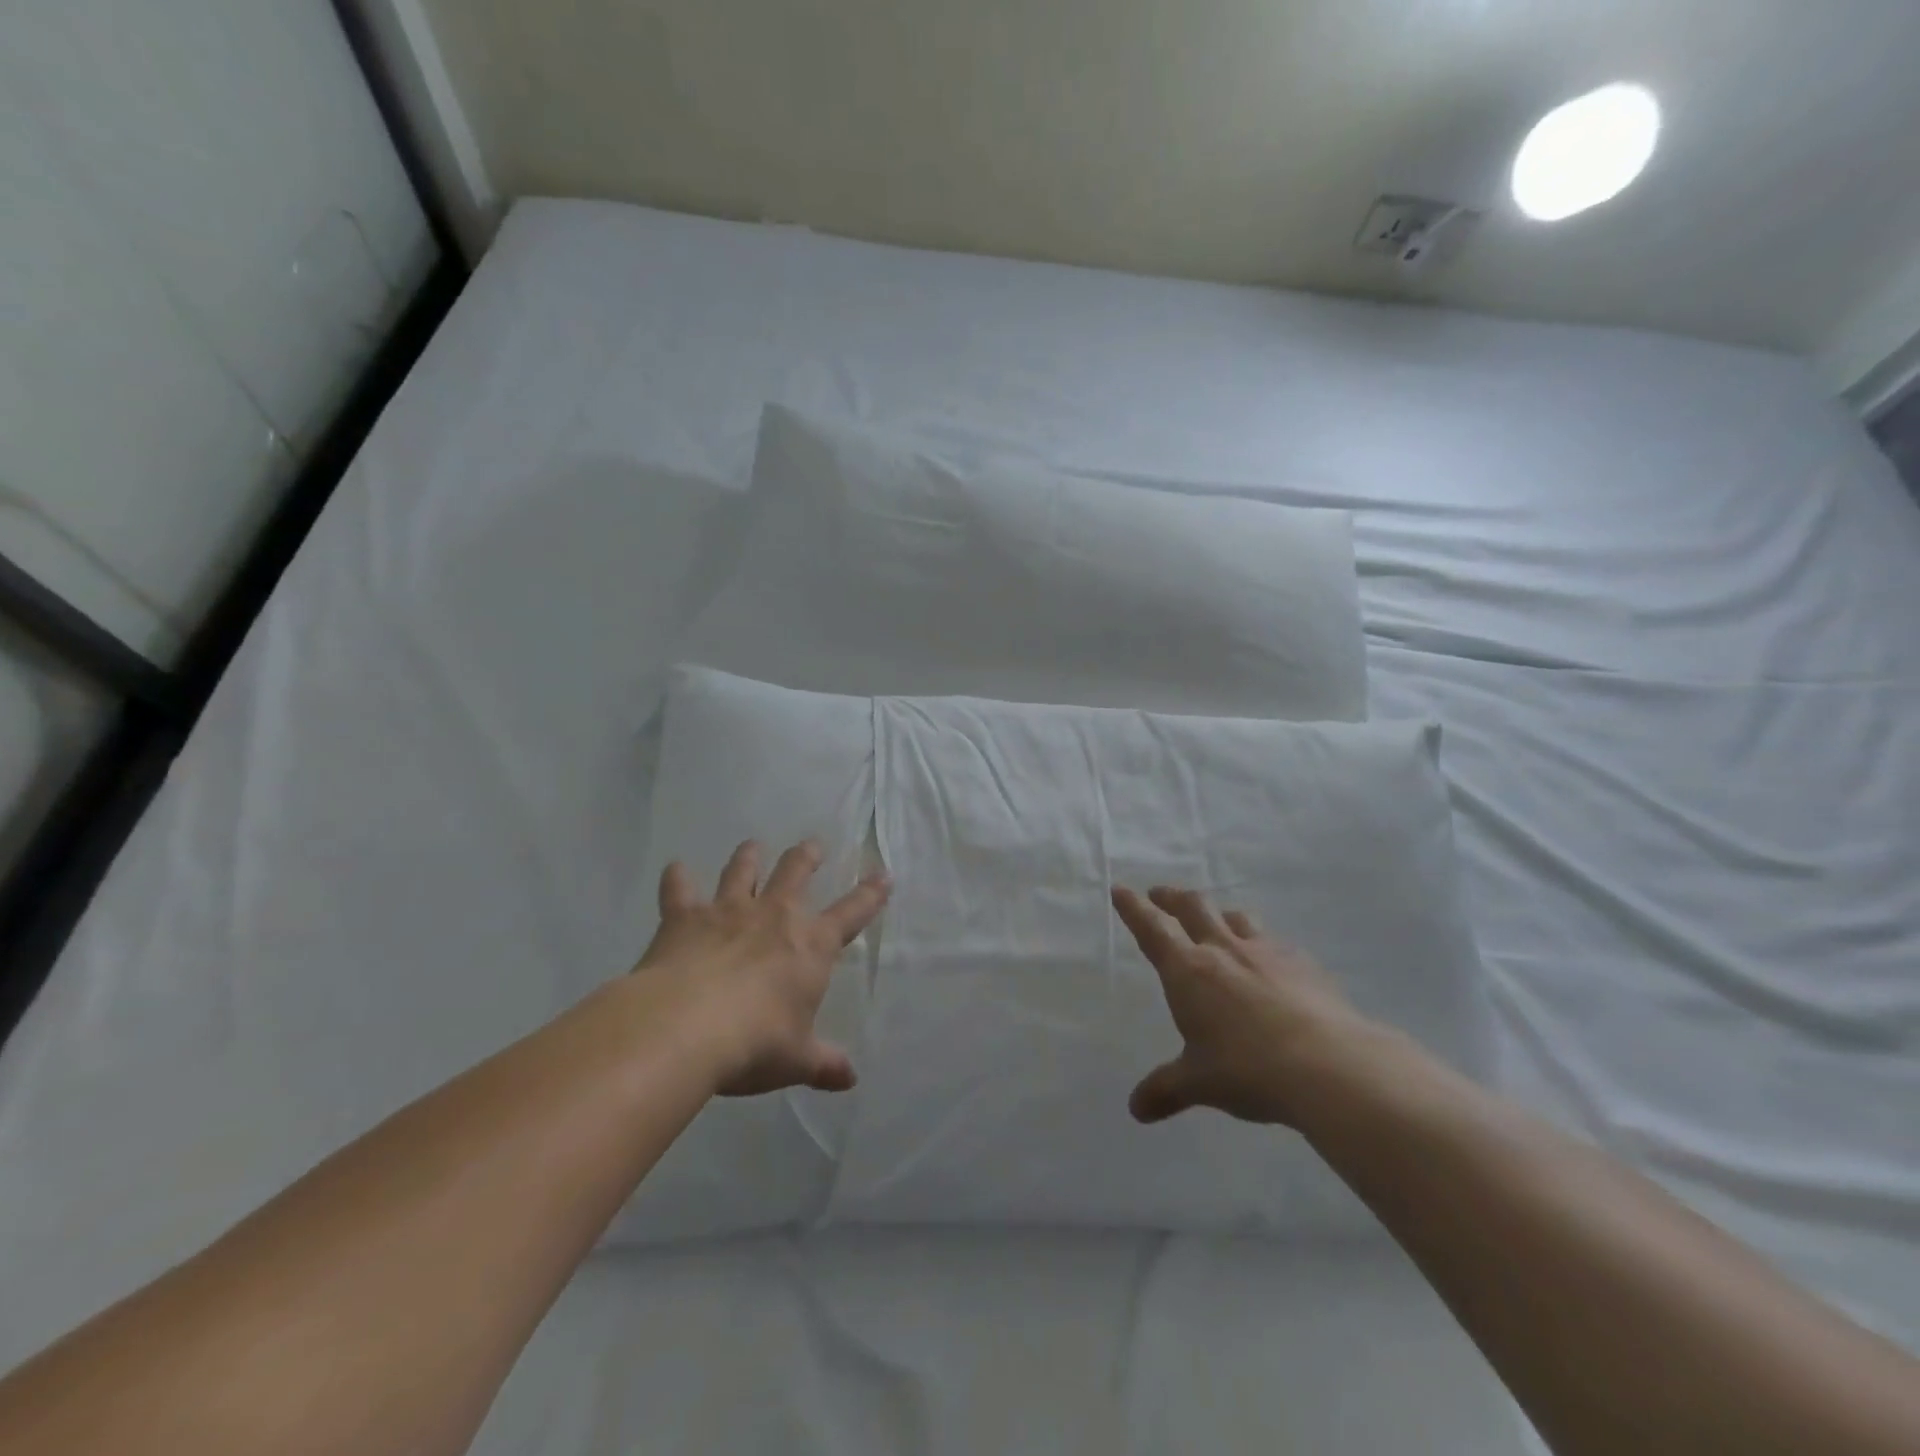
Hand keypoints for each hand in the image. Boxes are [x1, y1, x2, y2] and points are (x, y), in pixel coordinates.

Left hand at [637, 839, 889, 1097]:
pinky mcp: (685, 917)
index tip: (884, 874)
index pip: (853, 912)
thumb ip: (824, 1064)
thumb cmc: (754, 1043)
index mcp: (811, 944)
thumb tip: (849, 1079)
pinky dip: (677, 878)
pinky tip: (676, 868)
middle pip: (796, 872)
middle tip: (812, 846)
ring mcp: (728, 910)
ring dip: (749, 856)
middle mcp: (774, 915)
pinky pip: (680, 890)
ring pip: (742, 870)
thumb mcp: (796, 1060)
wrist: (685, 1027)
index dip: (871, 894)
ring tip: (752, 845)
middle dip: (807, 857)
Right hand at [1112, 884, 1374, 1127]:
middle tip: (1161, 895)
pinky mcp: (1304, 964)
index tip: (1121, 890)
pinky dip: (1264, 944)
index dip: (1133, 908)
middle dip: (1173, 898)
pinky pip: (1276, 943)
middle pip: (1193, 907)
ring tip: (1216, 921)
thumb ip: (1166, 1090)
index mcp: (1188, 970)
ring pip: (1237, 917)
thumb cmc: (1247, 1069)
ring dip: (1220, 914)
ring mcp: (1267, 952)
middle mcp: (1223, 950)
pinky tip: (1272, 961)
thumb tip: (1136, 1109)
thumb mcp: (1199, 1083)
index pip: (1152, 928)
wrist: (1329, 1065)